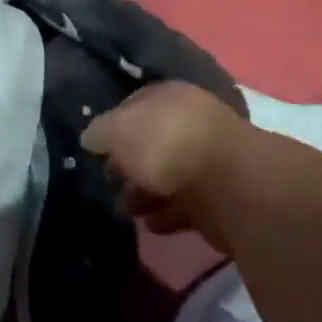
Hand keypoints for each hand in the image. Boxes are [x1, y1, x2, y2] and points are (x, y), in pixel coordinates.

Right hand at [82, 81, 247, 239]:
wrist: (229, 185)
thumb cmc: (166, 145)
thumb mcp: (117, 130)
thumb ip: (99, 132)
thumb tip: (92, 138)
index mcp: (169, 97)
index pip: (133, 106)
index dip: (112, 127)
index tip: (96, 151)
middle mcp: (191, 122)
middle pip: (151, 143)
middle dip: (129, 166)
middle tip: (110, 184)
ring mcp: (208, 159)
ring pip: (167, 176)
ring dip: (145, 194)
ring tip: (128, 211)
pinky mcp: (220, 195)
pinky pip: (186, 204)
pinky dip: (167, 214)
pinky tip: (152, 225)